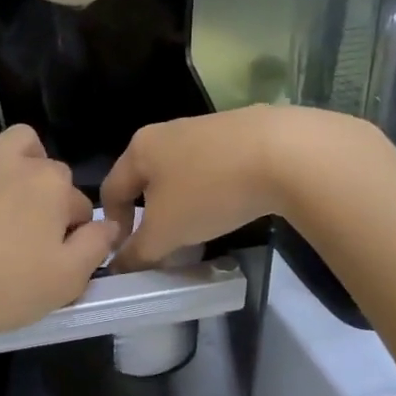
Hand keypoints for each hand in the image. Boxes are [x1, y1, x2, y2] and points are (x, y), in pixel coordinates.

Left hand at [0, 125, 116, 336]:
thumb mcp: (63, 282)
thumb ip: (94, 248)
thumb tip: (108, 224)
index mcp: (50, 185)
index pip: (79, 203)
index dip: (74, 232)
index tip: (56, 259)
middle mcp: (13, 161)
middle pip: (45, 164)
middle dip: (46, 191)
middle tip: (29, 232)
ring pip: (4, 148)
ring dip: (11, 169)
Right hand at [102, 107, 365, 271]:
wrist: (284, 152)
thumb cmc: (209, 191)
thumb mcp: (166, 232)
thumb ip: (138, 252)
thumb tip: (119, 268)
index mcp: (139, 149)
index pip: (110, 190)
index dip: (113, 226)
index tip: (129, 253)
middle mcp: (166, 131)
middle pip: (145, 180)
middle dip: (150, 215)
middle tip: (163, 244)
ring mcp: (204, 128)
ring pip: (180, 173)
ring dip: (181, 203)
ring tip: (199, 230)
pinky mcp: (239, 131)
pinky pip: (212, 167)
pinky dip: (211, 190)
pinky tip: (230, 206)